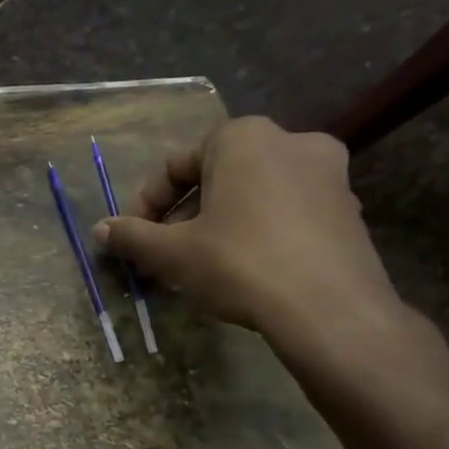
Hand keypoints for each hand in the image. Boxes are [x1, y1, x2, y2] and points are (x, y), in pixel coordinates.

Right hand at [92, 117, 402, 338]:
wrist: (331, 311)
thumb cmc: (240, 263)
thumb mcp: (171, 252)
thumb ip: (131, 236)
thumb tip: (99, 229)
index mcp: (243, 137)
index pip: (176, 165)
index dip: (146, 204)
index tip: (134, 238)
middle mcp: (291, 141)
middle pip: (216, 177)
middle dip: (184, 215)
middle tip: (164, 252)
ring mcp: (329, 175)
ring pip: (252, 194)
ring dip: (218, 223)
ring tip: (199, 264)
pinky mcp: (349, 210)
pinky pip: (286, 212)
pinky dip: (257, 231)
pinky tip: (243, 269)